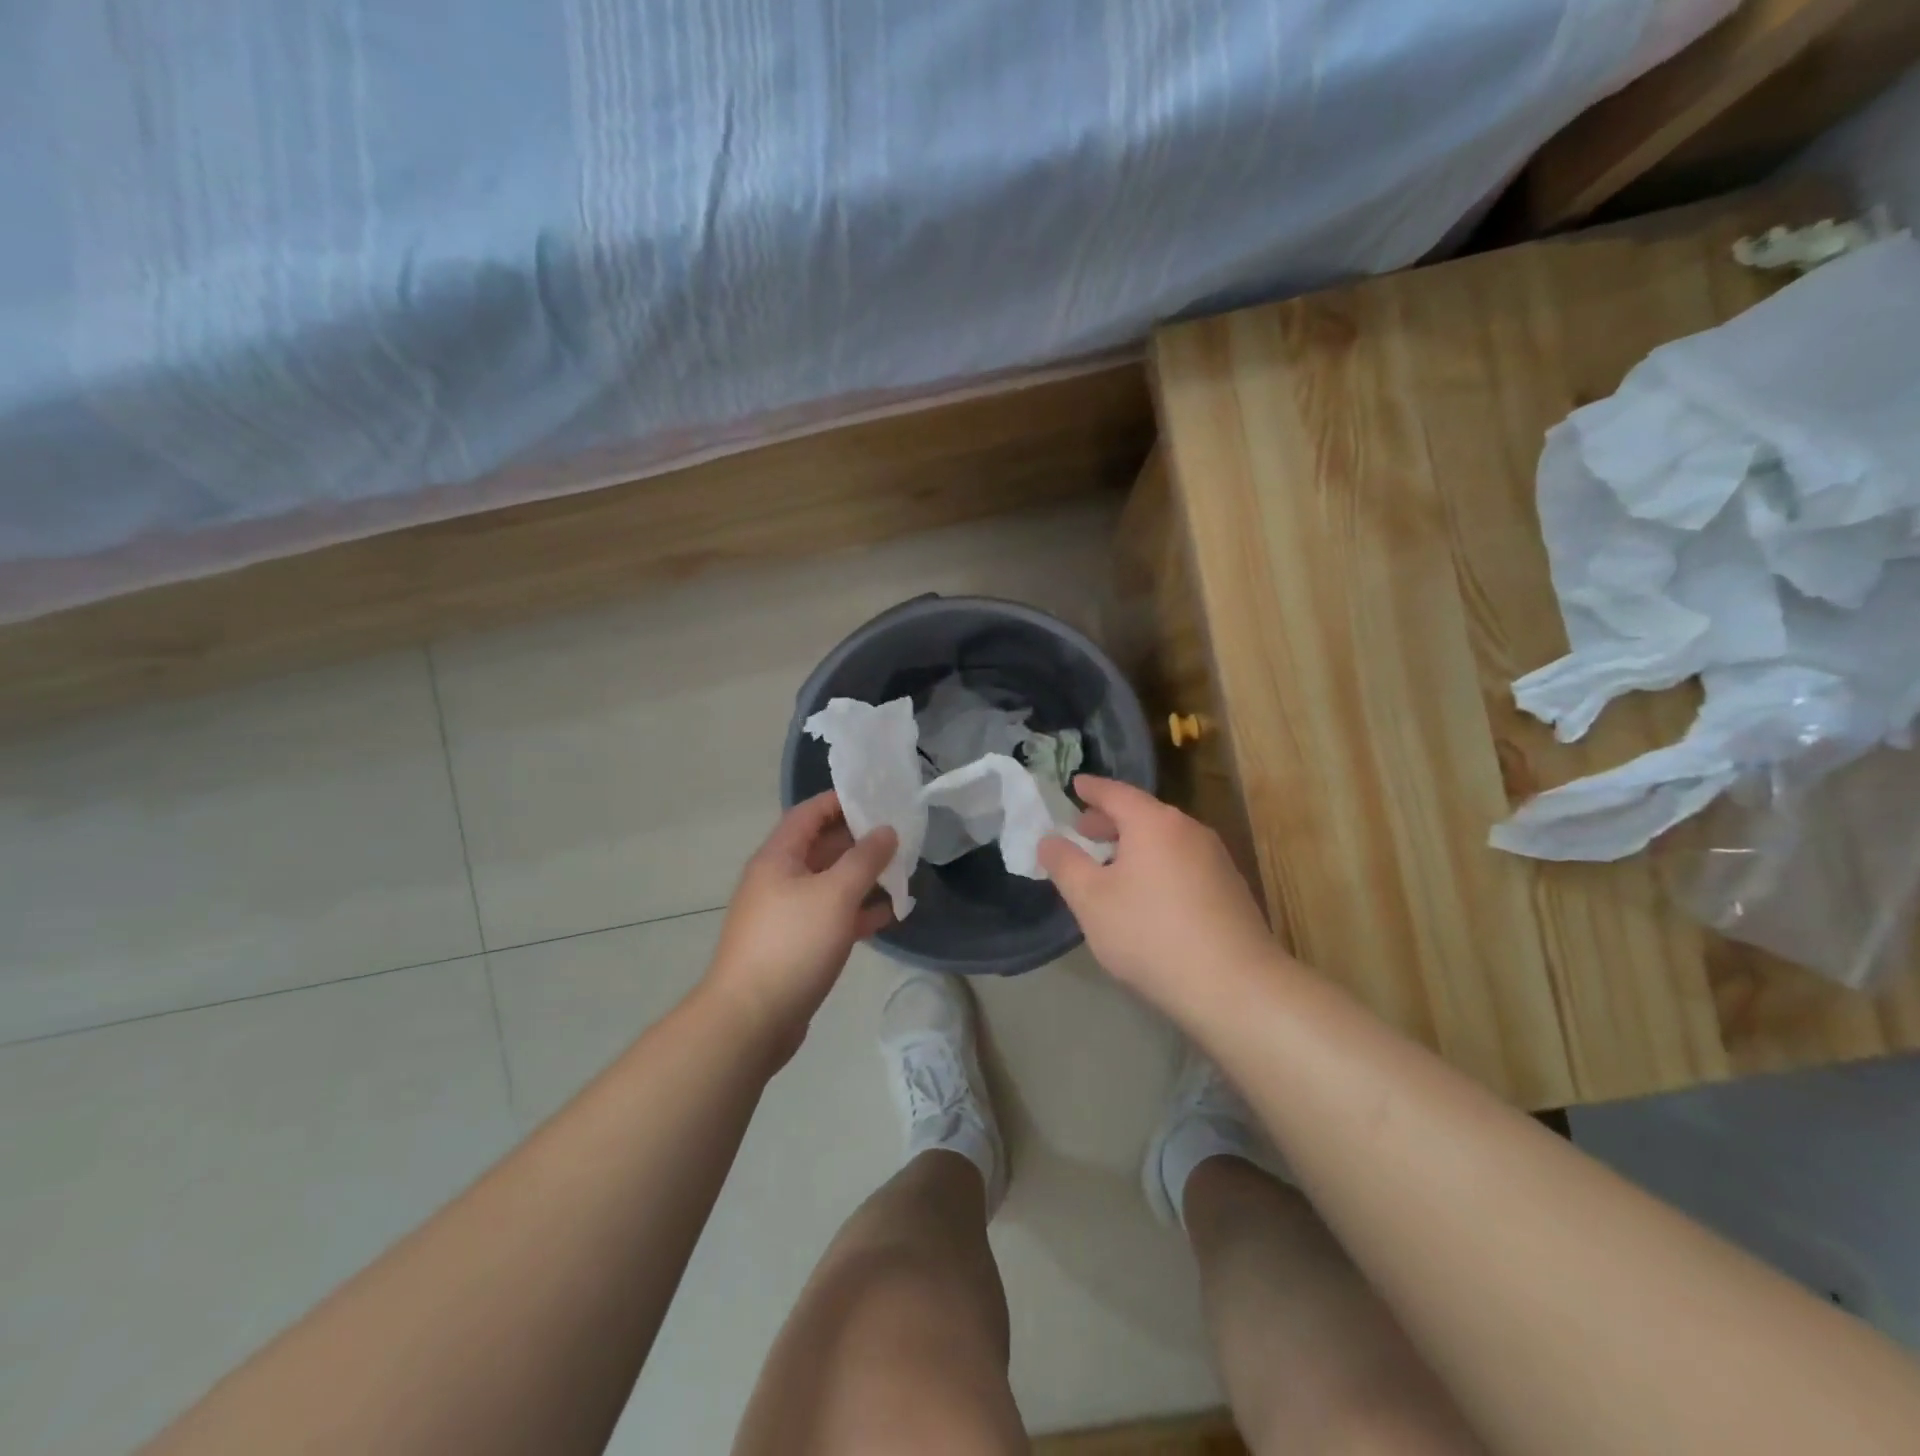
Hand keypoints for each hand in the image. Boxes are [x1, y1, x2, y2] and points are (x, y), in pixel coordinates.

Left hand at [703, 791, 896, 1060]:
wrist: (751, 1019)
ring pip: (829, 884)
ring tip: (902, 871)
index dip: (840, 801)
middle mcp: (778, 880)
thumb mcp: (835, 894)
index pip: (808, 814)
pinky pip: (831, 916)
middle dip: (858, 840)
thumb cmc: (792, 944)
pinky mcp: (796, 945)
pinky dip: (857, 912)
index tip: (877, 796)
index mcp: (778, 858)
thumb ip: (864, 858)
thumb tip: (885, 830)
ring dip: (862, 877)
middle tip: (900, 834)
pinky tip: (889, 914)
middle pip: (821, 847)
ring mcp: (786, 914)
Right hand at [1037, 776, 1287, 1018]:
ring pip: (1165, 839)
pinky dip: (1158, 863)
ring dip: (1135, 845)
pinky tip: (1147, 893)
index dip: (1092, 789)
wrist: (1234, 986)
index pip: (1116, 793)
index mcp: (1154, 823)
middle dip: (1110, 820)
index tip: (1075, 784)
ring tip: (1111, 863)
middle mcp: (1189, 830)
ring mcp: (1215, 858)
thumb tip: (1049, 840)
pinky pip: (1183, 861)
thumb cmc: (1150, 933)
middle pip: (1143, 814)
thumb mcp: (1091, 900)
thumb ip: (1065, 864)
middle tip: (1084, 830)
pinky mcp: (1230, 888)